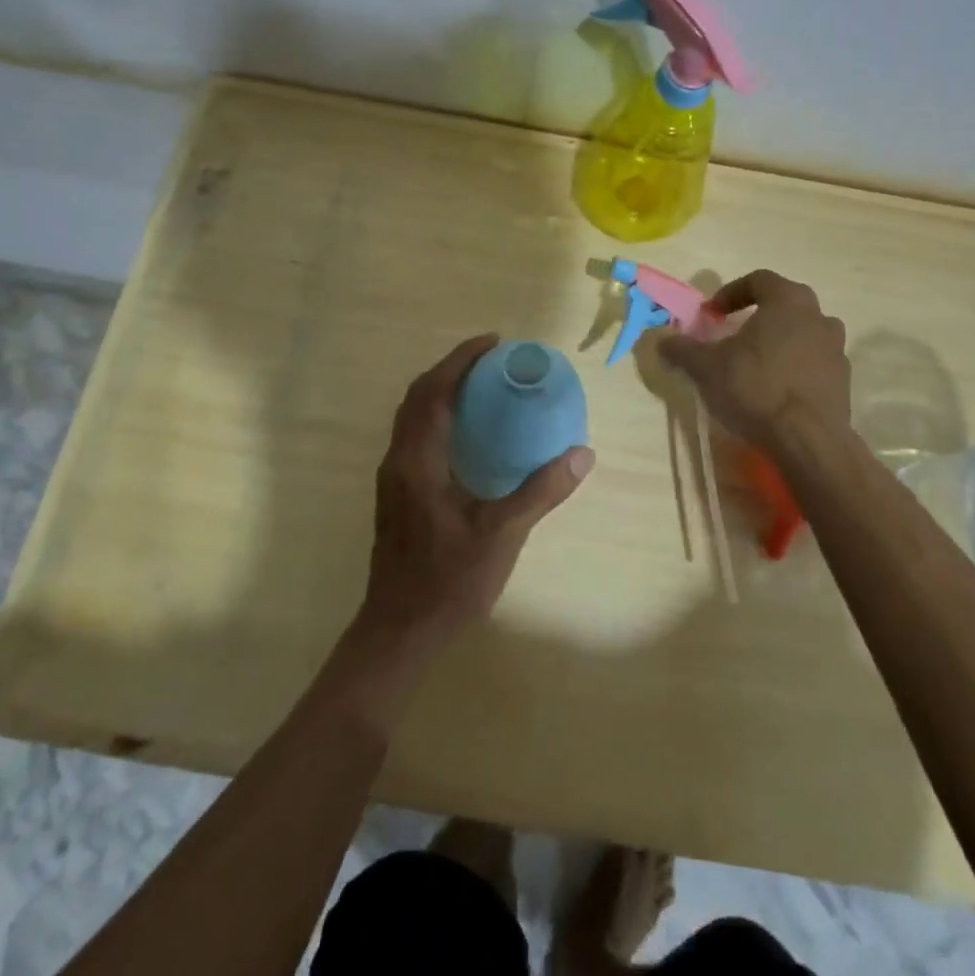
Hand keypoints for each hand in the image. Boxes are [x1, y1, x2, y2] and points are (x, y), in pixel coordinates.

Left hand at [359, 334, 594, 647]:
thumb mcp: (502, 535)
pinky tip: (469, 433)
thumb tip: (582, 454)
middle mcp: (398, 460)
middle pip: (418, 396)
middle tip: (491, 360)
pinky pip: (415, 435)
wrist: (400, 632)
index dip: (461, 360)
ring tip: (482, 386)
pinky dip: (438, 416)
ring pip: (412, 416)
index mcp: (417, 460)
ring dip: (442, 391)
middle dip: (452, 369)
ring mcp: (392, 477)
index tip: (493, 343)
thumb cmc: (448, 582)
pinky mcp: (396, 494)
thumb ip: (541, 491)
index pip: (434, 391)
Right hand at [658, 271, 850, 449]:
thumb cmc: (755, 388)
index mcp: (787, 301)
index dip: (731, 292)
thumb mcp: (706, 367)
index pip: (759, 279)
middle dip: (758, 315)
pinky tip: (775, 389)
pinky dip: (794, 366)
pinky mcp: (843, 380)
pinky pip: (813, 361)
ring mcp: (836, 348)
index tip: (712, 314)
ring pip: (802, 333)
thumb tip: (661, 340)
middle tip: (734, 334)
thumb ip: (682, 349)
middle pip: (785, 304)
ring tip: (755, 364)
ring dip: (779, 341)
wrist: (808, 440)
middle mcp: (818, 316)